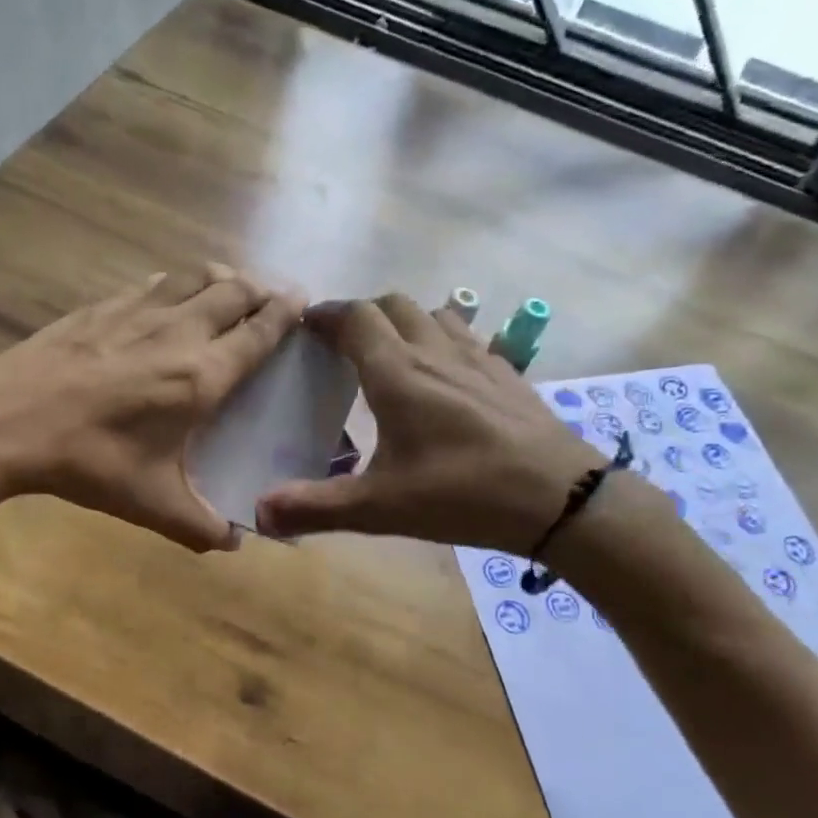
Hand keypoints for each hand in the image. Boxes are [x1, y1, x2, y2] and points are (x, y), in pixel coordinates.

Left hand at [0, 265, 303, 550]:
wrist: (5, 422)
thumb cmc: (89, 463)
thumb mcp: (152, 505)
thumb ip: (200, 526)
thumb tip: (231, 545)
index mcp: (202, 377)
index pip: (260, 331)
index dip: (287, 313)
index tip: (305, 302)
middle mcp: (179, 332)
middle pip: (235, 290)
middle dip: (262, 290)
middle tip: (274, 298)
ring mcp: (137, 312)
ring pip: (195, 276)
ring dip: (223, 278)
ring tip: (232, 288)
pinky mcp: (100, 307)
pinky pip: (154, 283)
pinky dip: (176, 284)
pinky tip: (168, 298)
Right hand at [255, 294, 610, 553]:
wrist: (558, 497)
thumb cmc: (462, 495)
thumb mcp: (381, 508)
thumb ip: (317, 507)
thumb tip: (259, 512)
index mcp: (398, 374)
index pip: (356, 319)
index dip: (327, 315)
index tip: (306, 324)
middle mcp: (436, 353)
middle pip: (394, 305)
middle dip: (363, 314)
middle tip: (343, 343)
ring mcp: (478, 358)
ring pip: (434, 314)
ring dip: (405, 321)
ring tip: (391, 353)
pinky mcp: (508, 373)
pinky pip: (468, 337)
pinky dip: (443, 340)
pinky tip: (446, 375)